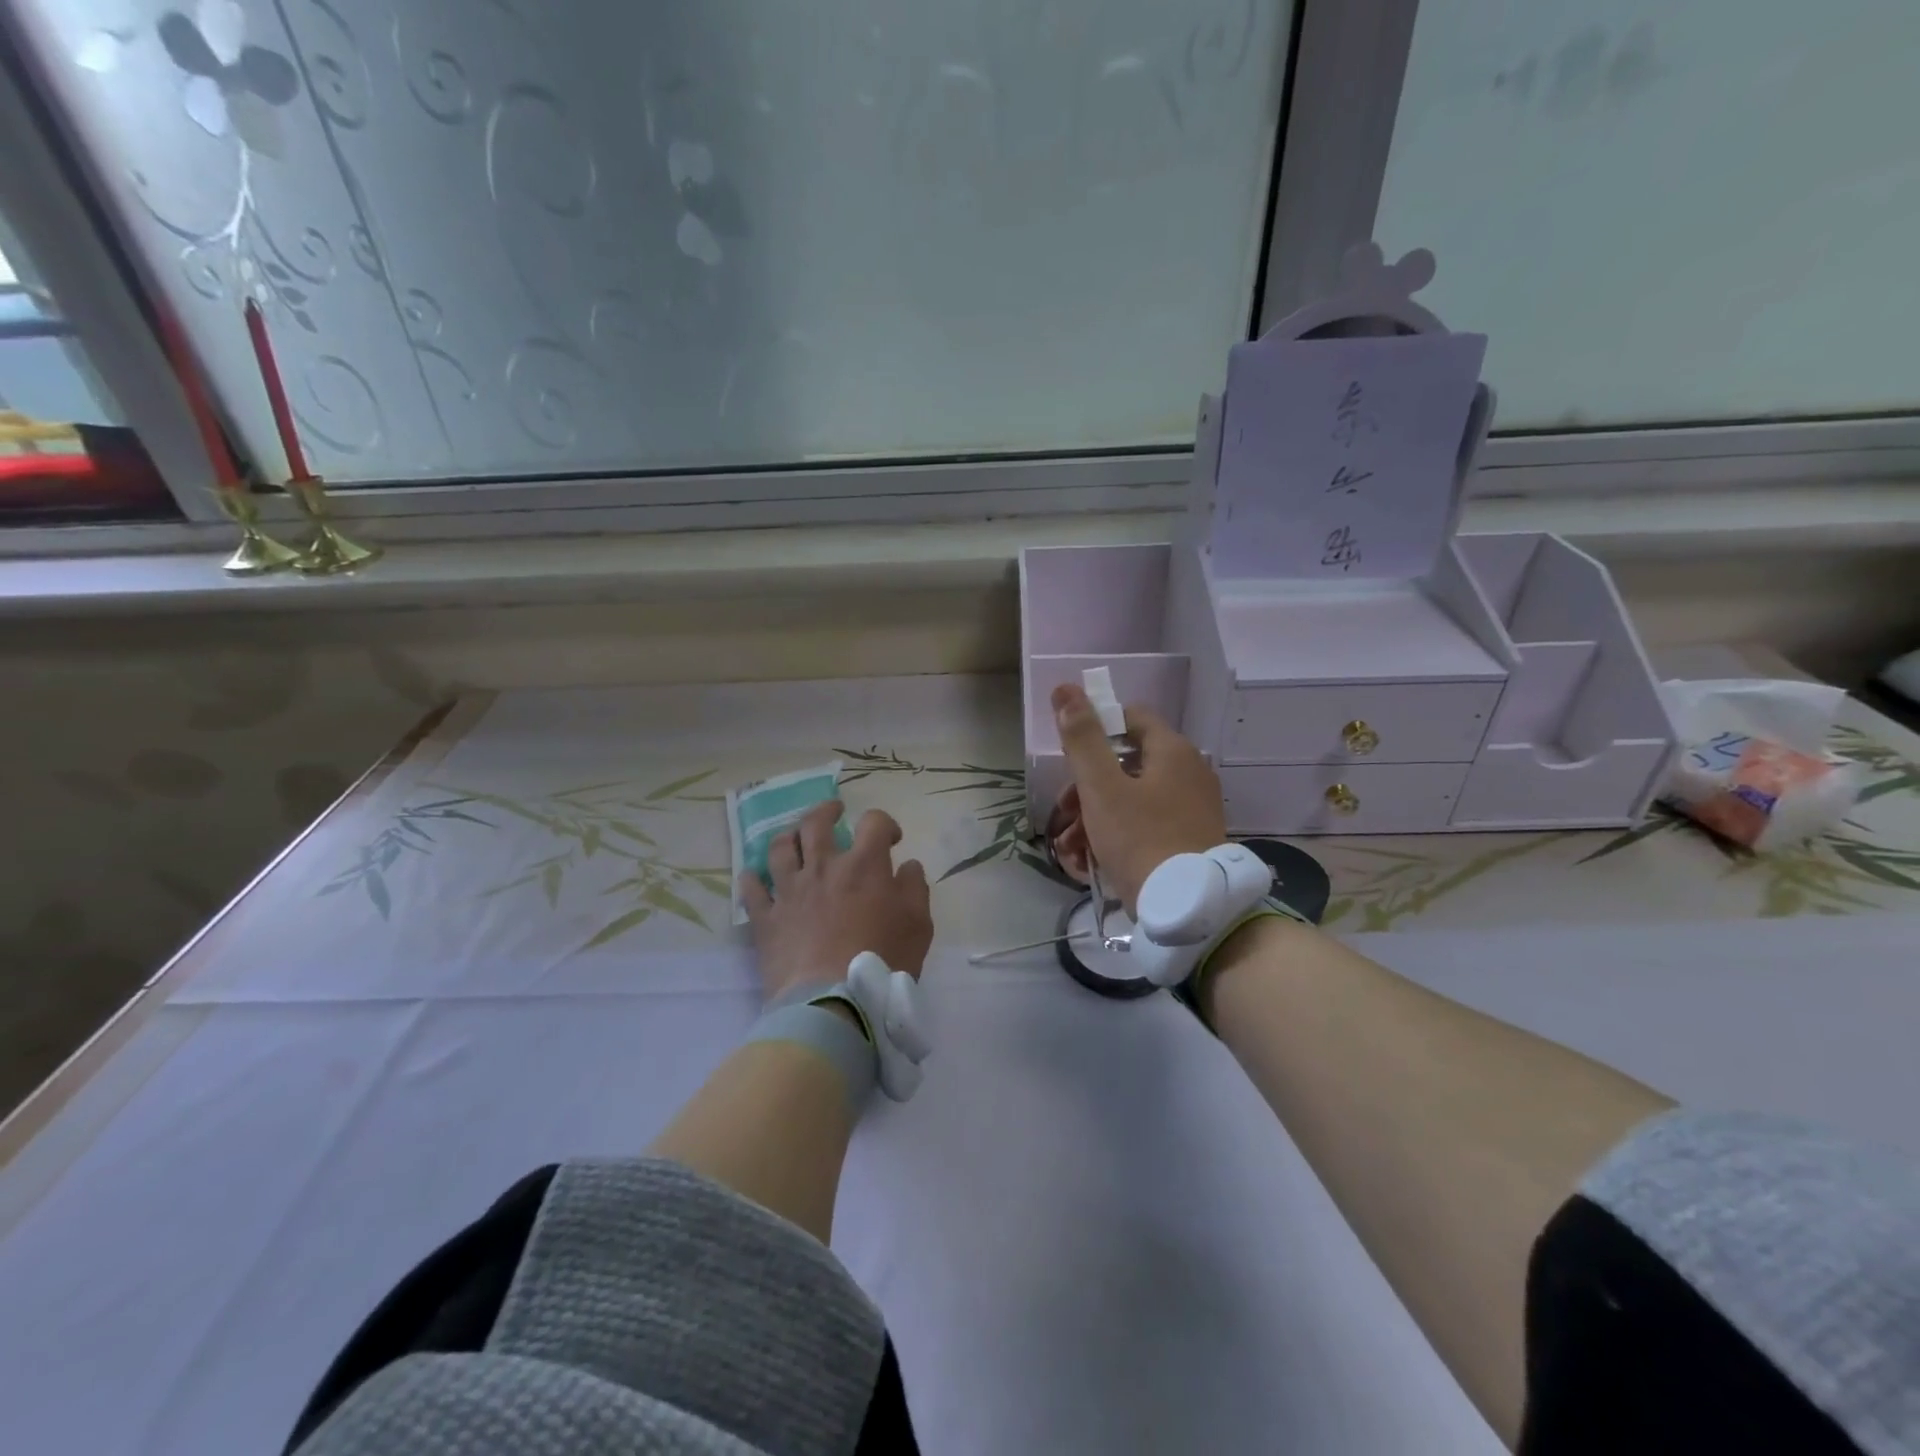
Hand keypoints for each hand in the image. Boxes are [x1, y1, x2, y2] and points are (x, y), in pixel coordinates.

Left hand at [741, 800, 932, 1002]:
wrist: (833, 1002)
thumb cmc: (883, 962)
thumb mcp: (919, 925)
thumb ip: (915, 888)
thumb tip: (907, 866)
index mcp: (863, 865)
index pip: (873, 822)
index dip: (884, 824)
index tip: (891, 839)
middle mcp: (823, 867)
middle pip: (816, 823)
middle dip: (827, 811)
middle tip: (835, 812)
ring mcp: (789, 890)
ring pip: (780, 847)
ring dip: (789, 836)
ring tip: (795, 838)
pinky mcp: (765, 918)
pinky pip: (751, 889)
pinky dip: (753, 878)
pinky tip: (756, 877)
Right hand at [1049, 683, 1226, 914]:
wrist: (1187, 910)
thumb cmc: (1141, 840)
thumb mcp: (1102, 788)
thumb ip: (1082, 738)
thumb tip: (1066, 689)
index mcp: (1172, 751)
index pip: (1130, 717)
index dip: (1096, 728)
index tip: (1070, 758)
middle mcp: (1189, 772)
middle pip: (1126, 763)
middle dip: (1086, 787)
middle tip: (1064, 813)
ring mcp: (1192, 808)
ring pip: (1131, 798)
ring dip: (1095, 817)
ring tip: (1072, 848)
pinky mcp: (1190, 839)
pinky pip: (1146, 825)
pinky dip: (1117, 836)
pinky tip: (1091, 862)